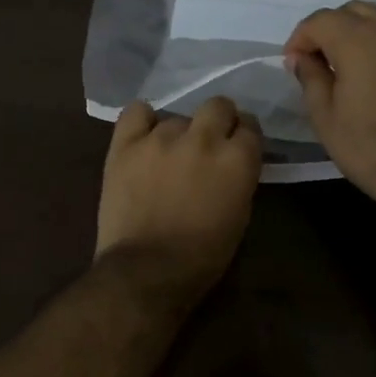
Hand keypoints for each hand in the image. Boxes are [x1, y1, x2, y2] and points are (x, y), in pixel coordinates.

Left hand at [95, 97, 262, 304]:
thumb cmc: (202, 255)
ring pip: (176, 116)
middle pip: (218, 105)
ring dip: (177, 133)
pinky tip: (143, 138)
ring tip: (167, 157)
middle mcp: (202, 138)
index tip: (237, 146)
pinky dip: (142, 122)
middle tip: (208, 143)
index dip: (243, 136)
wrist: (146, 270)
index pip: (250, 126)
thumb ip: (239, 177)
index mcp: (237, 159)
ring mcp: (161, 137)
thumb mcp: (239, 215)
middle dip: (218, 120)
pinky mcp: (126, 144)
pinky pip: (136, 112)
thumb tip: (231, 161)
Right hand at [283, 1, 375, 223]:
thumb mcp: (326, 118)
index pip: (320, 20)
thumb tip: (302, 57)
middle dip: (331, 30)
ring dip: (360, 38)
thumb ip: (310, 78)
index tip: (293, 64)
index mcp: (358, 41)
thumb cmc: (371, 148)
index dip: (300, 38)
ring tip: (350, 73)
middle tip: (320, 62)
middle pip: (354, 11)